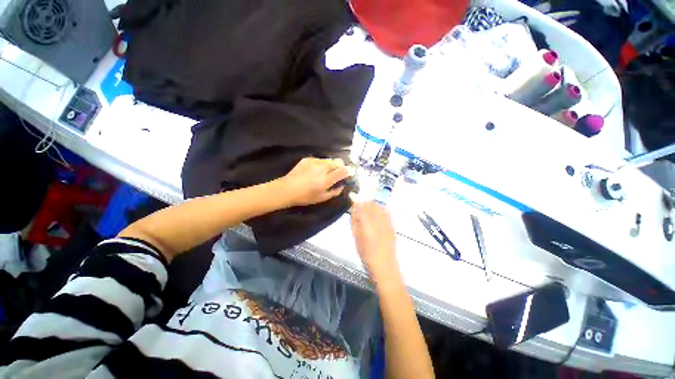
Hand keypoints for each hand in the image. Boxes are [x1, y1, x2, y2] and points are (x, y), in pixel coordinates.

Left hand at [279, 157, 352, 206]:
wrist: (287, 189)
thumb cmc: (305, 196)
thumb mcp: (322, 198)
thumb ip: (335, 192)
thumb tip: (342, 186)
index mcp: (326, 179)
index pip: (343, 171)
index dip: (349, 171)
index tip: (351, 172)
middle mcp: (322, 168)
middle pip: (338, 162)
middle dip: (341, 166)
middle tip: (338, 173)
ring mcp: (314, 162)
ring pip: (329, 160)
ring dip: (331, 165)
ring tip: (326, 172)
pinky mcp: (308, 159)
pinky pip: (320, 160)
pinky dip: (322, 164)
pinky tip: (316, 171)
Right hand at [351, 201, 398, 276]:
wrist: (385, 265)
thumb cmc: (367, 254)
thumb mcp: (356, 239)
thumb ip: (355, 223)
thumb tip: (354, 212)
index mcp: (366, 225)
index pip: (361, 208)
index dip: (357, 203)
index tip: (354, 203)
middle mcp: (377, 221)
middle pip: (371, 204)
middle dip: (365, 203)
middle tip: (360, 206)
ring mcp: (387, 223)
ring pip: (379, 206)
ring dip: (373, 205)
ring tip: (368, 208)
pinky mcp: (392, 225)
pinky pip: (387, 212)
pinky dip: (381, 209)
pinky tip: (378, 212)